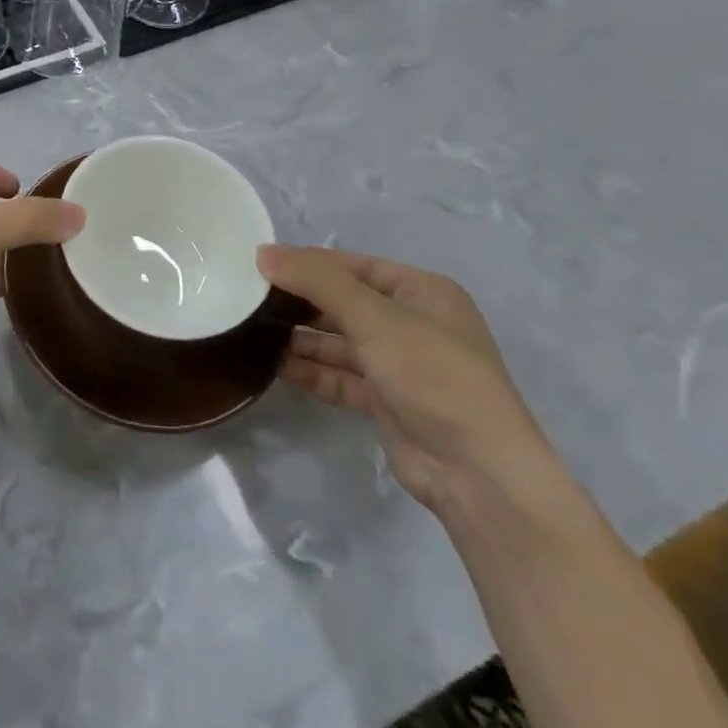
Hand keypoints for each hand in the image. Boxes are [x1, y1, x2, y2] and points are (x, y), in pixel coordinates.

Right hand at [260, 244, 558, 518]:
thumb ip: (316, 281)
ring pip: (339, 341)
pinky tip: (272, 365)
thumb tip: (262, 252)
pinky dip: (311, 371)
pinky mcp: (387, 402)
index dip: (308, 263)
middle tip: (248, 297)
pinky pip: (340, 376)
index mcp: (421, 292)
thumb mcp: (373, 316)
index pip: (353, 265)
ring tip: (252, 330)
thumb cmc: (432, 374)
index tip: (259, 265)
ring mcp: (401, 366)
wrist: (479, 474)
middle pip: (344, 302)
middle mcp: (412, 323)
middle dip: (300, 301)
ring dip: (301, 337)